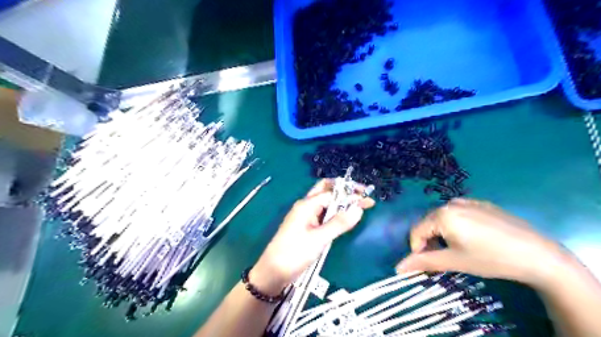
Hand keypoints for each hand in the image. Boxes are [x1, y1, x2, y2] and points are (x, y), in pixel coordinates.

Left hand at [251, 178, 374, 294]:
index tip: (367, 201)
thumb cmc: (294, 253)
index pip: (333, 193)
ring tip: (358, 204)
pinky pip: (323, 213)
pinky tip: (344, 216)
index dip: (351, 195)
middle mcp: (306, 206)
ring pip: (325, 202)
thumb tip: (359, 208)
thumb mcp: (318, 239)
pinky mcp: (307, 226)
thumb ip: (339, 223)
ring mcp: (306, 216)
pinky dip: (335, 212)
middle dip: (345, 190)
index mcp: (307, 205)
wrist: (273, 272)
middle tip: (362, 194)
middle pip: (326, 190)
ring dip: (341, 201)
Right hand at [398, 198, 566, 287]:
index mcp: (442, 215)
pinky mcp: (482, 203)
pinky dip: (458, 224)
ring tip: (460, 248)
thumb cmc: (491, 258)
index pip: (416, 231)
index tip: (429, 263)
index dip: (418, 249)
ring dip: (443, 233)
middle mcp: (451, 203)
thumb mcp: (454, 261)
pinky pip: (459, 212)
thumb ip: (424, 262)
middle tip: (445, 257)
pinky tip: (475, 237)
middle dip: (430, 240)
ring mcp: (468, 201)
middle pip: (429, 223)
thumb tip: (398, 268)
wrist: (538, 254)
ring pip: (443, 217)